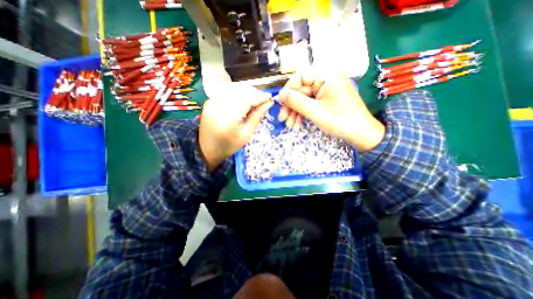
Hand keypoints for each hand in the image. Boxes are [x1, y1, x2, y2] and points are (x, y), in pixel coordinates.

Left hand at [198, 85, 271, 171]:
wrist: (207, 149)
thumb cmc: (229, 146)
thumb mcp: (246, 135)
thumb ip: (256, 117)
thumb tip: (268, 103)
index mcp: (228, 120)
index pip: (247, 100)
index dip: (260, 97)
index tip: (269, 97)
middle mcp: (218, 107)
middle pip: (240, 91)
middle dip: (254, 93)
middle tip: (263, 100)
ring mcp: (212, 102)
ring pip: (234, 88)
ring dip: (247, 92)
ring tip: (255, 100)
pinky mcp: (209, 101)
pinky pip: (226, 91)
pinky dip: (238, 93)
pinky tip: (243, 99)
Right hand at [277, 68, 385, 151]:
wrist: (360, 133)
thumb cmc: (340, 121)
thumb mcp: (314, 112)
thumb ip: (295, 101)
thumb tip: (280, 94)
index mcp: (326, 75)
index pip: (300, 76)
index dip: (288, 90)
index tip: (280, 104)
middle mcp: (326, 78)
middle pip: (301, 89)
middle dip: (291, 106)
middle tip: (283, 119)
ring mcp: (326, 89)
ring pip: (304, 98)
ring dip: (295, 111)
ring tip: (290, 125)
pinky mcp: (326, 98)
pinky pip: (310, 102)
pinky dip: (303, 113)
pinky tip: (298, 124)